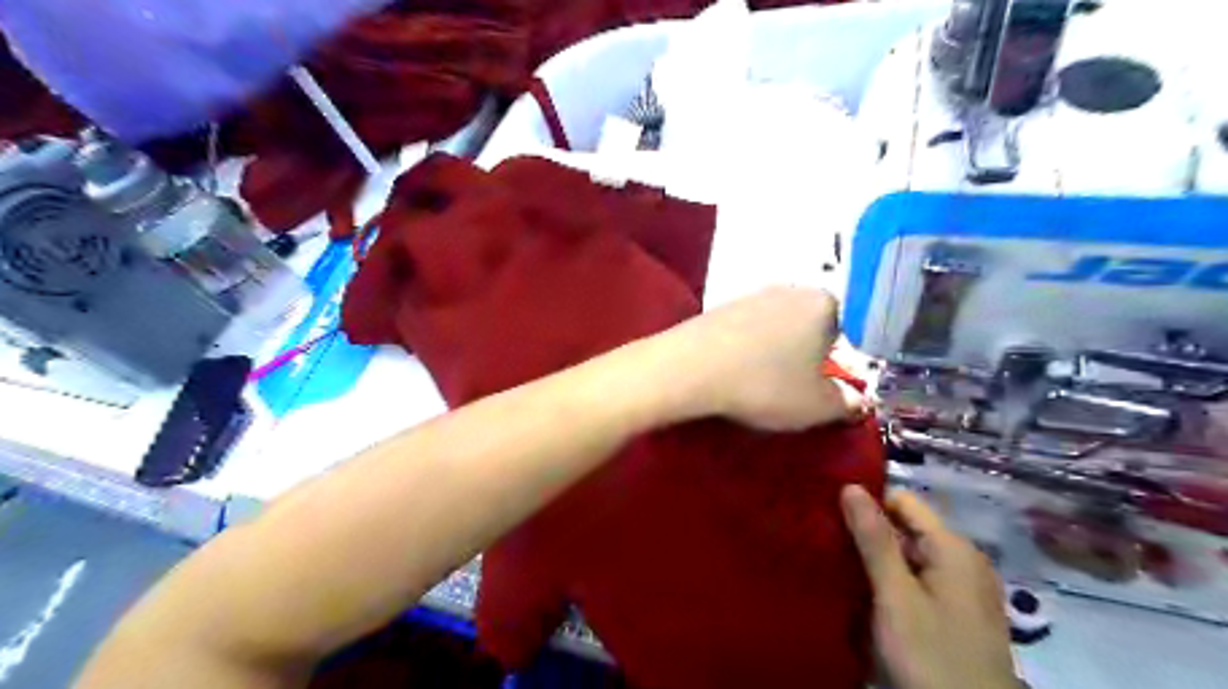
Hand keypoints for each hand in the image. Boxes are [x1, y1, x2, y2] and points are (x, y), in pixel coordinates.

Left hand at [663, 285, 860, 430]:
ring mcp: (751, 294)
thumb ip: (846, 404)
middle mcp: (790, 289)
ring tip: (761, 380)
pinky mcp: (720, 305)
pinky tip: (735, 369)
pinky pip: (747, 328)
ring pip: (778, 325)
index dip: (840, 358)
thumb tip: (859, 401)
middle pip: (811, 323)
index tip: (823, 382)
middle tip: (795, 384)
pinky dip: (747, 347)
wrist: (690, 368)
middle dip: (808, 351)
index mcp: (823, 303)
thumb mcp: (816, 406)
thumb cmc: (765, 385)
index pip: (848, 327)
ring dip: (776, 349)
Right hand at [845, 488, 1016, 688]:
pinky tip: (864, 592)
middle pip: (906, 527)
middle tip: (827, 542)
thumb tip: (851, 486)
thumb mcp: (895, 596)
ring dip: (876, 558)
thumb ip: (874, 540)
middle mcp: (963, 559)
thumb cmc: (931, 655)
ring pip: (909, 555)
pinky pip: (917, 579)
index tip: (830, 513)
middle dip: (868, 533)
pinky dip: (891, 580)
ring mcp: (962, 588)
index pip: (903, 500)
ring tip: (838, 564)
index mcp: (953, 548)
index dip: (867, 502)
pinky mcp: (956, 612)